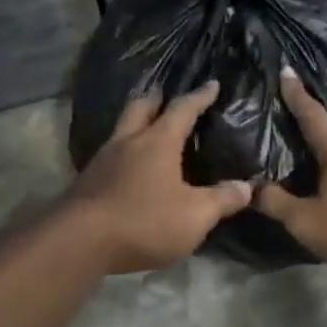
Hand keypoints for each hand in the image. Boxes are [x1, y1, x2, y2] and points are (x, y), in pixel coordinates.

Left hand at [67, 82, 253, 273]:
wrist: (79, 241)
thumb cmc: (144, 221)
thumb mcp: (195, 216)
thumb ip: (222, 200)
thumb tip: (246, 187)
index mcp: (158, 142)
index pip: (182, 109)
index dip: (199, 97)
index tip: (211, 84)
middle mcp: (128, 142)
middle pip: (141, 107)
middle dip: (156, 99)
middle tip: (166, 97)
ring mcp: (102, 160)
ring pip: (121, 130)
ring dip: (136, 124)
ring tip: (149, 132)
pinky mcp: (87, 181)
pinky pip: (109, 155)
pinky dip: (123, 153)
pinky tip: (128, 167)